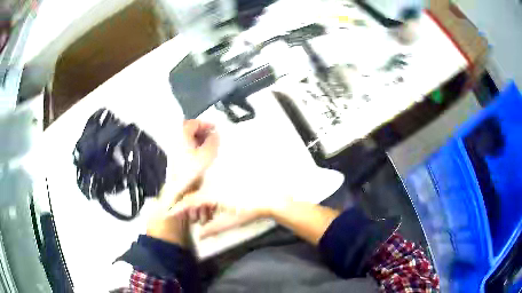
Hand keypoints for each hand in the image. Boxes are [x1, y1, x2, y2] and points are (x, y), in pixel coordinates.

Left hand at [146, 120, 218, 245]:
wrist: (176, 195)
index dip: (205, 123)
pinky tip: (202, 159)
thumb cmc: (191, 172)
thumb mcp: (206, 155)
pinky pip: (186, 151)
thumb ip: (212, 142)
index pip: (192, 123)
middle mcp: (175, 142)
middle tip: (214, 138)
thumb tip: (215, 134)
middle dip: (202, 132)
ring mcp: (174, 153)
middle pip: (188, 131)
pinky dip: (194, 150)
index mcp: (182, 137)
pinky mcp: (175, 163)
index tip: (216, 128)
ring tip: (210, 148)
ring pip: (187, 142)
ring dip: (198, 142)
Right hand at [170, 193, 289, 238]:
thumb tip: (199, 235)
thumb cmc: (248, 211)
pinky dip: (209, 203)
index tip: (169, 213)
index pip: (191, 201)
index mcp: (212, 194)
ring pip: (204, 195)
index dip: (179, 207)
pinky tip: (213, 212)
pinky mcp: (227, 186)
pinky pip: (212, 193)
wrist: (268, 200)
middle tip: (191, 221)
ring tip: (203, 219)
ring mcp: (221, 185)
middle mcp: (214, 186)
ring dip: (200, 207)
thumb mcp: (230, 222)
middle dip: (190, 209)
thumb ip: (213, 229)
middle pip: (196, 196)